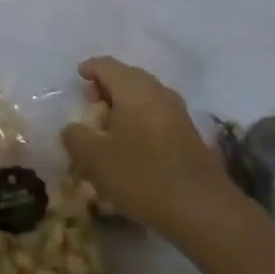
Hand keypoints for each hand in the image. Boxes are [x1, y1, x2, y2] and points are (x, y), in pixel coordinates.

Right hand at [61, 57, 235, 237]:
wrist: (202, 208)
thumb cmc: (142, 175)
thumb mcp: (95, 160)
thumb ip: (76, 138)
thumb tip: (72, 128)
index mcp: (133, 89)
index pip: (107, 65)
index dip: (90, 68)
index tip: (78, 77)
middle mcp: (158, 92)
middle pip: (128, 77)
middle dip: (107, 86)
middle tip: (91, 103)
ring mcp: (178, 112)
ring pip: (145, 96)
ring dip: (125, 104)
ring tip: (110, 126)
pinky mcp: (189, 134)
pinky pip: (158, 114)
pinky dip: (141, 119)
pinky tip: (134, 144)